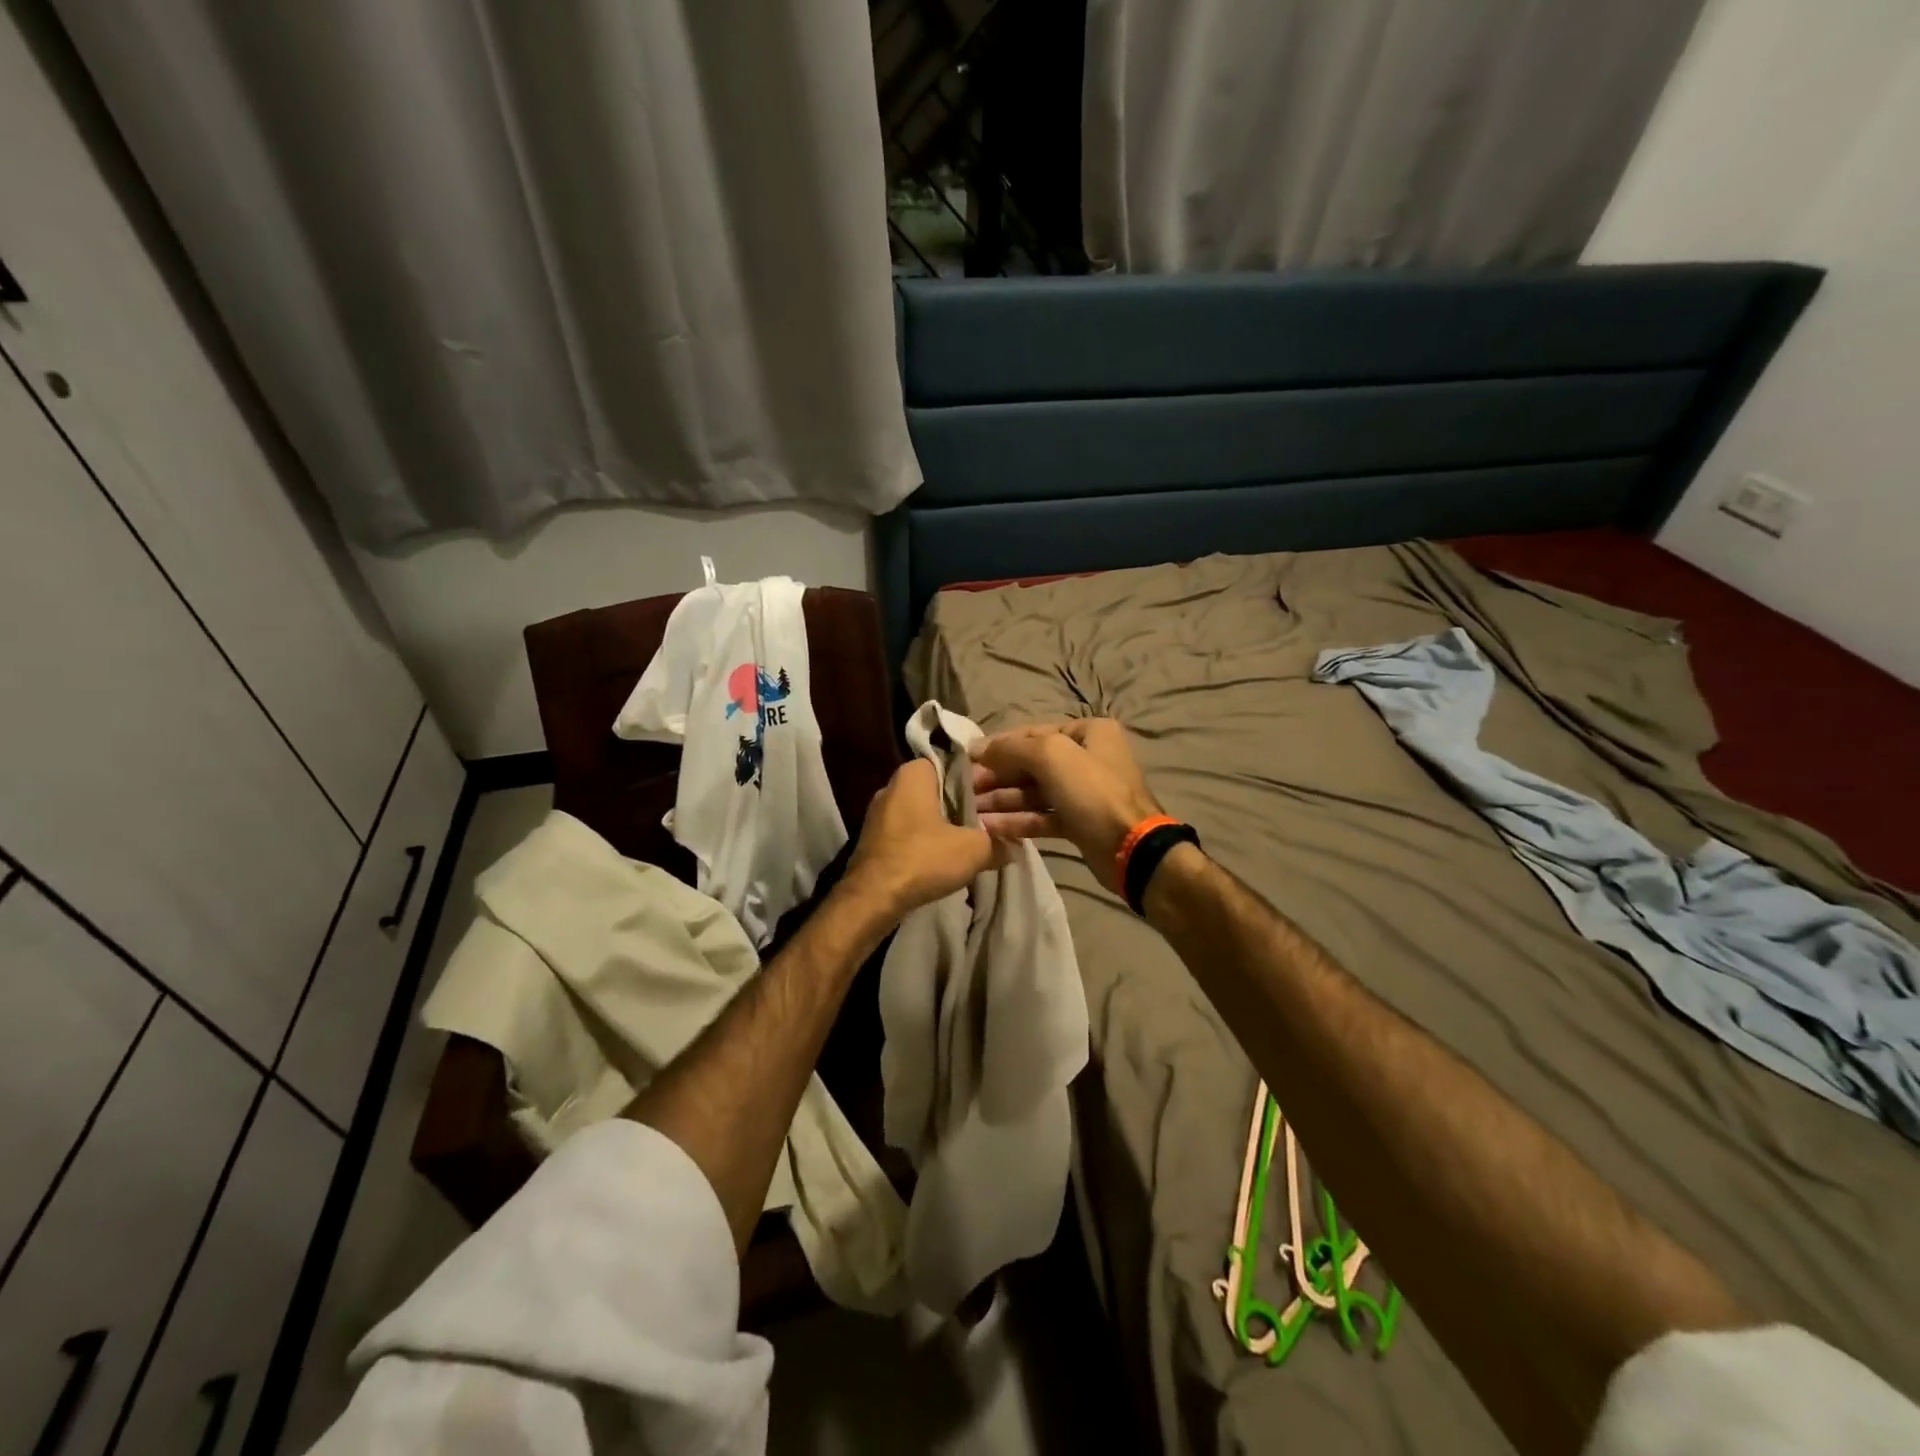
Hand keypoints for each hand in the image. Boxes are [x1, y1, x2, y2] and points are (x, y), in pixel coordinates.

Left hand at [843, 760, 1006, 919]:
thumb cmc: (922, 859)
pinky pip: (909, 831)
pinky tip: (945, 856)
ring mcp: (879, 814)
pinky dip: (927, 840)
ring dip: (945, 824)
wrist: (872, 899)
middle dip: (962, 802)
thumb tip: (1013, 846)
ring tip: (972, 839)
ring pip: (923, 811)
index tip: (996, 793)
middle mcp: (892, 786)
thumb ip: (997, 843)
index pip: (951, 762)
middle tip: (989, 818)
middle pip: (937, 788)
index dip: (976, 777)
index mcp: (913, 774)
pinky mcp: (874, 839)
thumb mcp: (973, 849)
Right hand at [969, 719, 1163, 893]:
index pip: (1033, 733)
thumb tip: (978, 748)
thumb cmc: (1093, 792)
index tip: (967, 759)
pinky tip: (991, 828)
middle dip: (998, 776)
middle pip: (1032, 763)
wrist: (1131, 850)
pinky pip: (1043, 816)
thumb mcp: (1051, 756)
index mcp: (1088, 732)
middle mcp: (1087, 757)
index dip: (999, 746)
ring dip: (1003, 800)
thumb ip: (1013, 748)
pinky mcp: (1079, 822)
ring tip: (972, 811)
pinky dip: (1018, 821)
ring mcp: (1084, 792)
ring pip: (1035, 792)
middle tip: (967, 789)